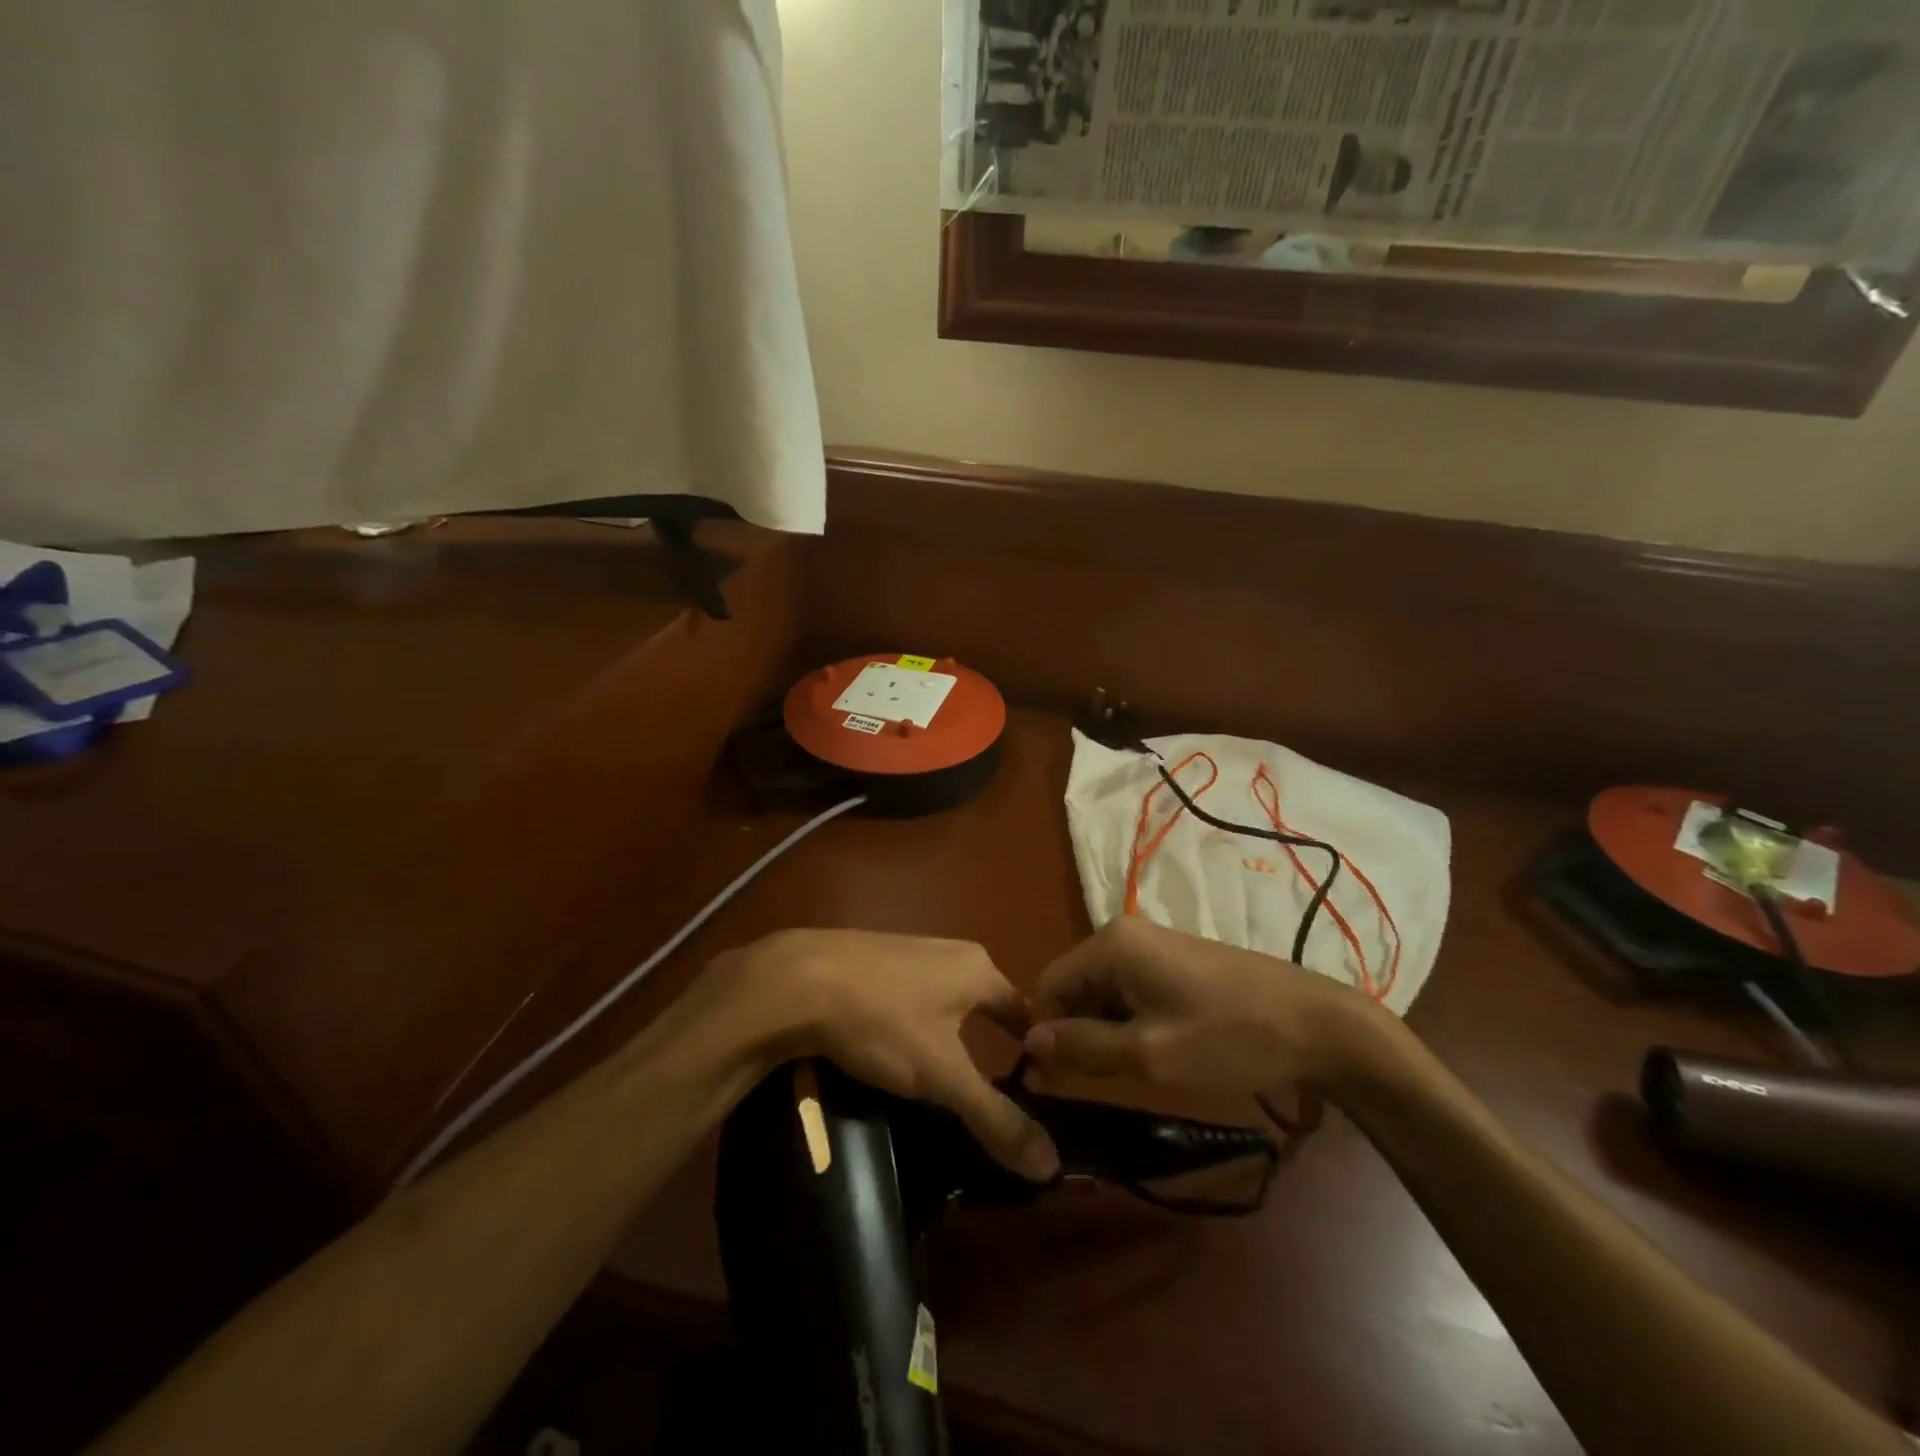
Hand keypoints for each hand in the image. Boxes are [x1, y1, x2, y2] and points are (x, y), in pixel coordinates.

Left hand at [718, 930, 1059, 1181]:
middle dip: (991, 1043)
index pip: (1025, 1012)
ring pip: (948, 999)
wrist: (797, 980)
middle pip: (987, 1003)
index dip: (1034, 1051)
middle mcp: (952, 951)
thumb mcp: (943, 1076)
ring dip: (953, 1033)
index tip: (1038, 1090)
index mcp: (979, 969)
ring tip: (945, 1079)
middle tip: (992, 1093)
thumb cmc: (883, 1021)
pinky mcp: (875, 960)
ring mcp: (910, 950)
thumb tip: (1053, 1165)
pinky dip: (917, 1023)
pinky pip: (912, 995)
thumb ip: (995, 1117)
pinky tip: (897, 1049)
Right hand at [1024, 917, 1384, 1096]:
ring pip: (1105, 993)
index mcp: (1111, 944)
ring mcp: (1154, 946)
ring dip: (1107, 1033)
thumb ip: (1083, 1048)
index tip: (1057, 1082)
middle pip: (1076, 987)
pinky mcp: (1178, 963)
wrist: (1319, 1026)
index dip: (1048, 1034)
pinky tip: (1158, 1053)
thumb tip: (1029, 1044)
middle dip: (1079, 1034)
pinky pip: (1133, 992)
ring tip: (1134, 1072)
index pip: (1049, 986)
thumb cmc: (1229, 1039)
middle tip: (1101, 1084)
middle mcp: (1125, 935)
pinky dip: (1132, 1023)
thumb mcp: (1149, 1054)